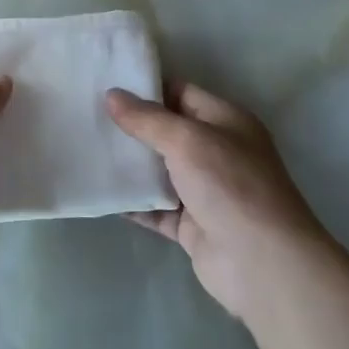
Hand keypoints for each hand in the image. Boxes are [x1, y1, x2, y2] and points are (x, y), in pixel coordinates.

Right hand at [107, 82, 343, 324]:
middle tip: (86, 115)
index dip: (145, 88)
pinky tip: (100, 192)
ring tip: (85, 148)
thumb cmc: (230, 186)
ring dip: (128, 164)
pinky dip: (131, 202)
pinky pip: (154, 207)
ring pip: (158, 170)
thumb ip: (147, 119)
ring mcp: (204, 191)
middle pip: (166, 132)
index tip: (105, 83)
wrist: (263, 265)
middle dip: (130, 126)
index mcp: (225, 121)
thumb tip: (112, 95)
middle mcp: (216, 152)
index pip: (180, 93)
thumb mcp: (187, 140)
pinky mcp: (191, 225)